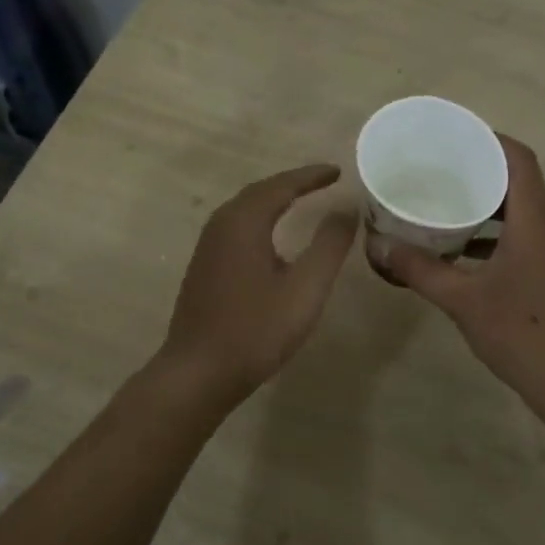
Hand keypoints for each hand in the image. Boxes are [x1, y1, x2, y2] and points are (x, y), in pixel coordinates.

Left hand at [156, 164, 357, 405]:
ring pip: (245, 210)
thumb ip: (329, 245)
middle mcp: (221, 225)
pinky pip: (236, 228)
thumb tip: (346, 208)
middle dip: (292, 183)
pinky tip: (273, 239)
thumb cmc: (256, 330)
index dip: (311, 176)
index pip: (282, 185)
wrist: (198, 372)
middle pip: (259, 192)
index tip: (337, 171)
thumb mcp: (305, 288)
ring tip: (303, 201)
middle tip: (323, 181)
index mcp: (244, 222)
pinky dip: (260, 220)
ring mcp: (207, 247)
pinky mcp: (204, 267)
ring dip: (274, 200)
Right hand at [382, 136, 544, 393]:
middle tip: (439, 171)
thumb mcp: (462, 299)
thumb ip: (419, 270)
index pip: (517, 157)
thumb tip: (377, 246)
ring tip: (446, 205)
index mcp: (536, 217)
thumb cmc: (521, 331)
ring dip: (489, 205)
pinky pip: (528, 234)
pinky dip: (498, 233)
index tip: (452, 137)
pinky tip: (465, 251)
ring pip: (523, 210)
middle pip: (519, 180)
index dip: (487, 139)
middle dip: (480, 172)